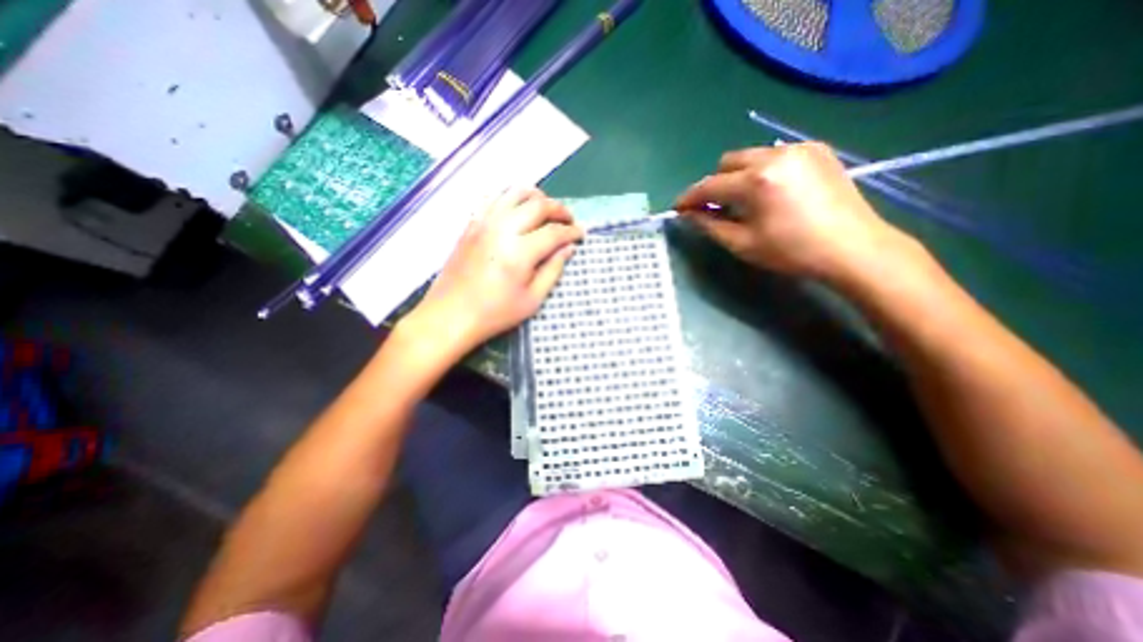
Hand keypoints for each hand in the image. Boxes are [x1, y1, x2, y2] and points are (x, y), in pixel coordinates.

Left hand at [399, 189, 579, 356]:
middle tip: (569, 219)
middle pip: (538, 205)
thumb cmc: (495, 313)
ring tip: (546, 209)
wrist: (451, 314)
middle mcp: (502, 229)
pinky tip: (517, 208)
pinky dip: (510, 197)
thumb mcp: (532, 300)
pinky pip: (493, 197)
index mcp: (520, 252)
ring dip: (537, 196)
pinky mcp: (471, 223)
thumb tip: (568, 249)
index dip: (572, 231)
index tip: (581, 234)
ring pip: (515, 193)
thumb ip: (553, 270)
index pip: (554, 232)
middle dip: (559, 209)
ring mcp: (483, 222)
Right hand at [671, 142, 915, 283]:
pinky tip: (771, 191)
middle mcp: (775, 155)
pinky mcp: (817, 150)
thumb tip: (689, 214)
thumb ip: (710, 225)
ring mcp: (799, 149)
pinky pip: (775, 155)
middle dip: (715, 184)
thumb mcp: (742, 244)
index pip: (709, 186)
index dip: (689, 197)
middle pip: (728, 162)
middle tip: (715, 207)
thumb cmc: (792, 252)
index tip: (678, 208)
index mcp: (756, 181)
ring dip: (738, 176)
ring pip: (751, 156)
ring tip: (744, 201)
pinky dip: (762, 170)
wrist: (853, 247)